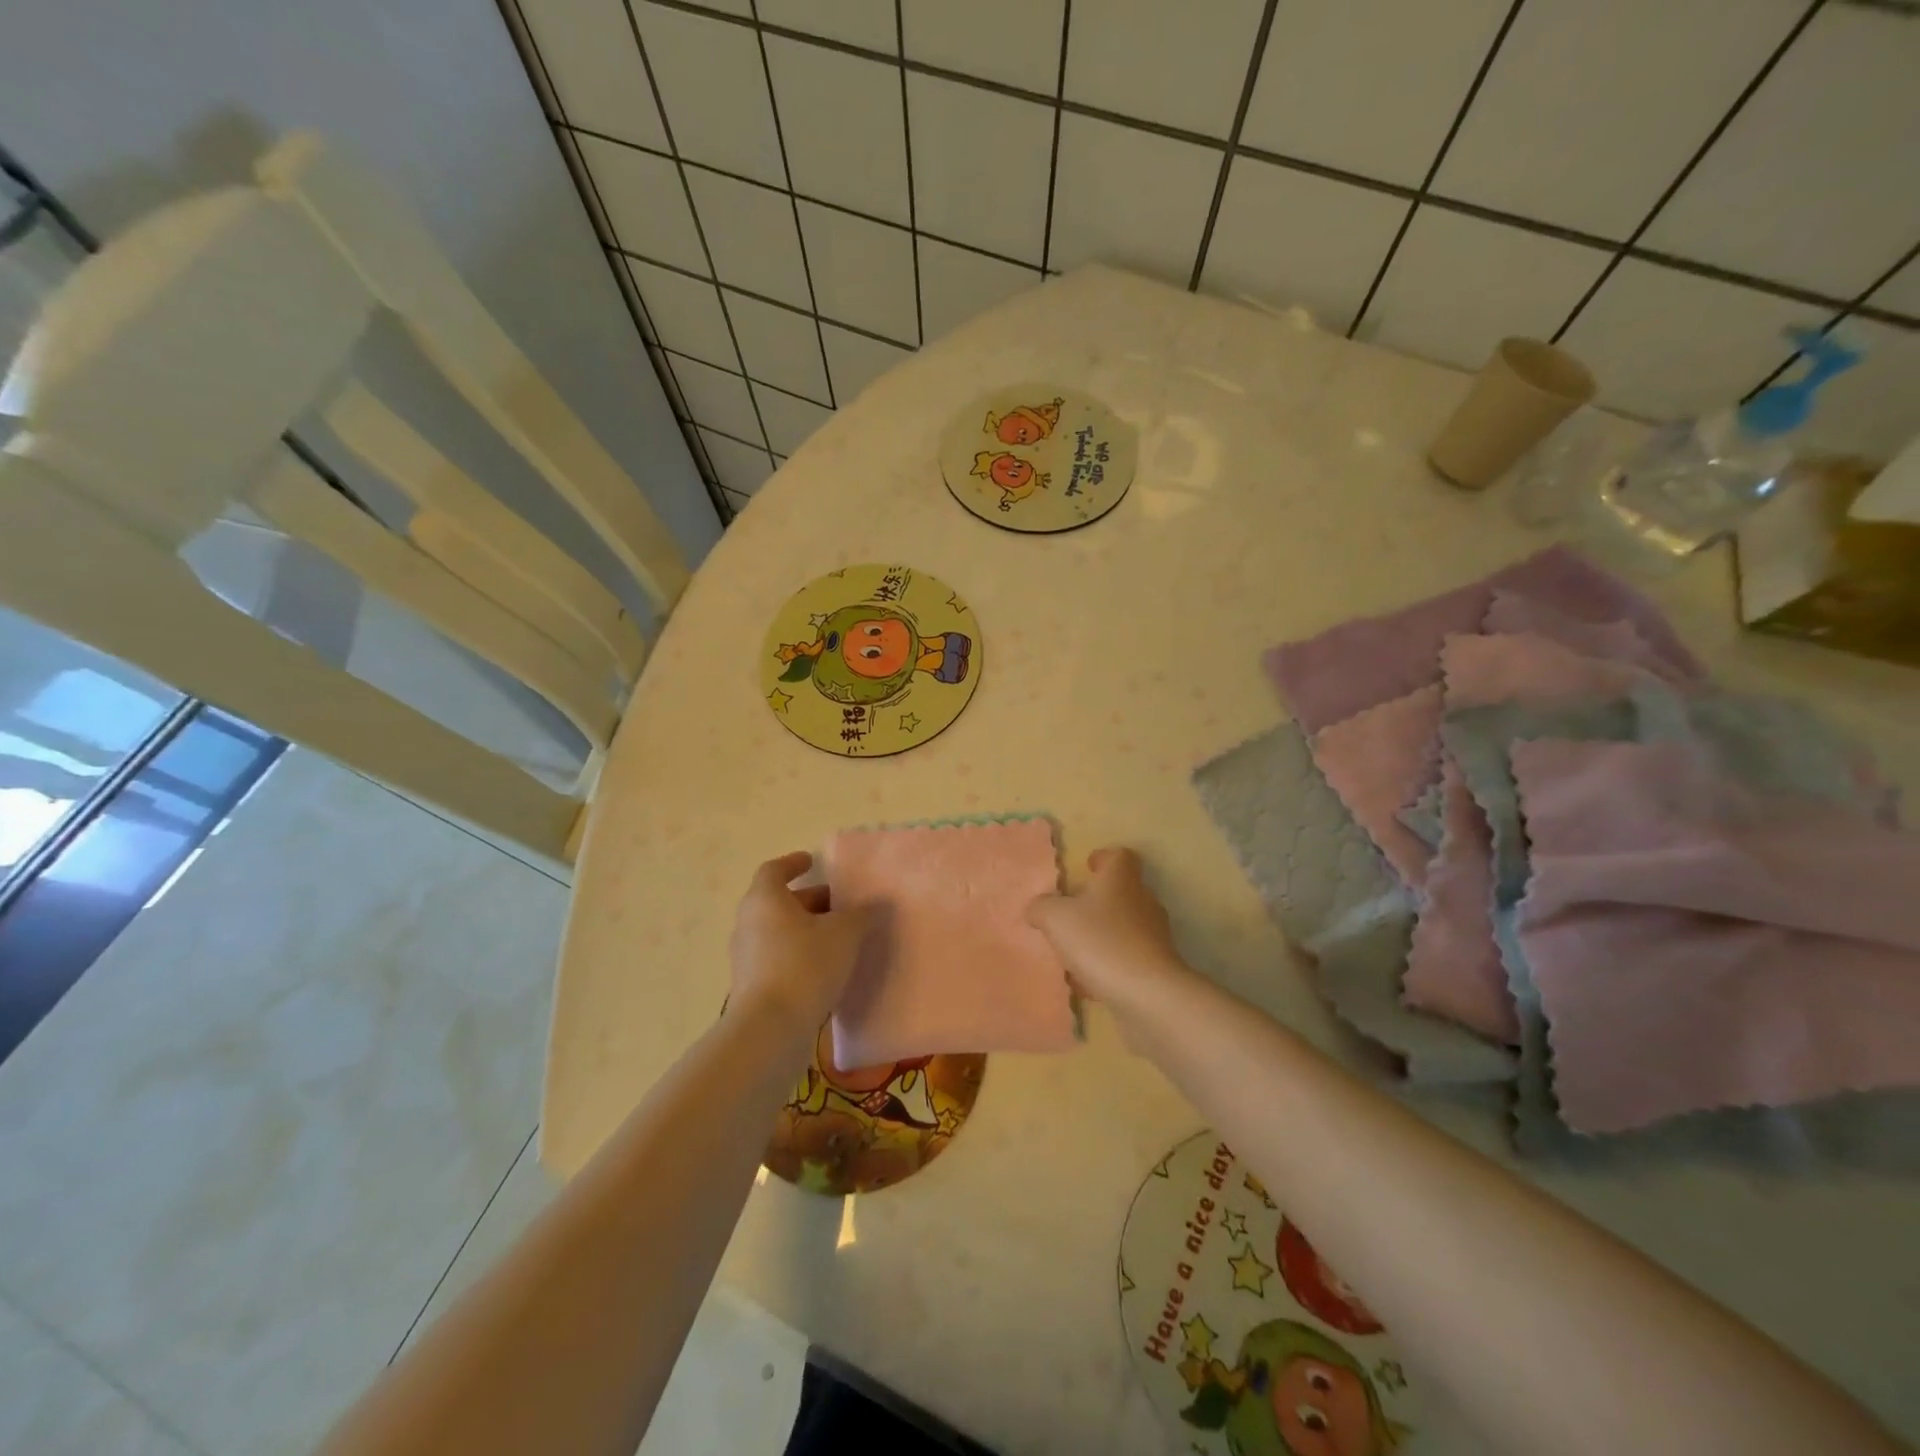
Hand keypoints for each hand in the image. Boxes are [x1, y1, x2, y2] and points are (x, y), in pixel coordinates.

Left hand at [727, 851, 875, 1032]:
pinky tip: (828, 967)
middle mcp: (749, 923)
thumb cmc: (805, 965)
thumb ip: (863, 914)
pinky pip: (779, 958)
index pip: (774, 870)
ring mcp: (747, 957)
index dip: (793, 863)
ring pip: (780, 931)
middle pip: (779, 902)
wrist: (770, 1030)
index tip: (812, 861)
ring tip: (840, 936)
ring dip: (807, 929)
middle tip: (841, 904)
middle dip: (811, 900)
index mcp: (765, 899)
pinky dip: (801, 954)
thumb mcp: (844, 934)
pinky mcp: (753, 986)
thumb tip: (878, 904)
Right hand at [1026, 847, 1190, 1016]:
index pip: (1119, 856)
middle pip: (1121, 891)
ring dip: (1102, 935)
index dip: (1103, 858)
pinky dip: (1109, 965)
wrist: (1147, 995)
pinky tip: (1088, 983)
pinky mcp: (1156, 966)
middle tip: (1071, 914)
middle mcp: (1142, 900)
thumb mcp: (1055, 918)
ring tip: (1074, 953)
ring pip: (1124, 926)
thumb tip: (1038, 908)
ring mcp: (1153, 935)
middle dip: (1097, 901)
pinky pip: (1127, 958)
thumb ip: (1041, 907)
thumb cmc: (1100, 942)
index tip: (1087, 868)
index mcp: (1121, 879)